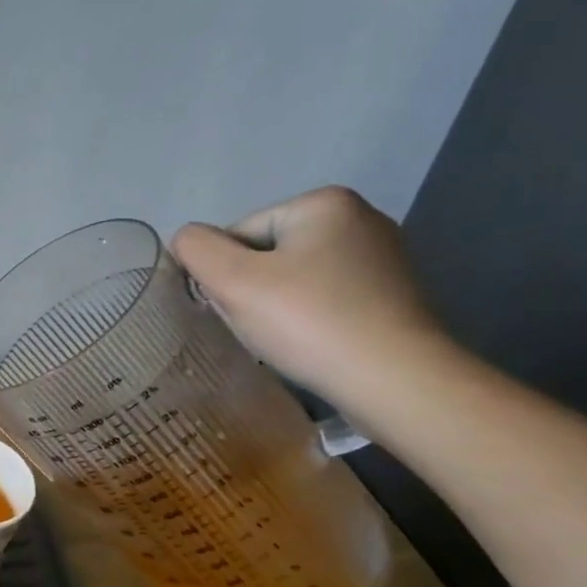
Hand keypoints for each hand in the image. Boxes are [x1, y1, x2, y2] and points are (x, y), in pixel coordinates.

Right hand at [170, 186, 447, 400]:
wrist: (398, 382)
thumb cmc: (309, 321)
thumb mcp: (231, 279)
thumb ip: (195, 248)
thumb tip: (188, 242)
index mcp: (324, 203)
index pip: (237, 233)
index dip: (223, 272)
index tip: (236, 307)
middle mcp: (361, 218)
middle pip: (266, 253)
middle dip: (250, 288)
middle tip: (257, 325)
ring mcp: (382, 258)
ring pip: (292, 278)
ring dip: (274, 305)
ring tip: (283, 338)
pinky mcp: (392, 295)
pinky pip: (324, 298)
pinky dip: (307, 318)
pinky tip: (310, 343)